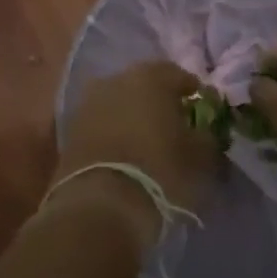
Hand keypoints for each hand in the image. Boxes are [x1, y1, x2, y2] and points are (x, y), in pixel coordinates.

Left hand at [52, 61, 218, 245]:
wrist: (101, 204)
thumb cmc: (160, 171)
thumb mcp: (199, 157)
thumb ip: (206, 137)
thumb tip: (204, 132)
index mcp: (148, 78)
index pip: (175, 73)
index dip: (190, 88)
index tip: (198, 104)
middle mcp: (113, 81)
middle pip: (142, 84)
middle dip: (157, 99)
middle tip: (172, 121)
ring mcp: (87, 103)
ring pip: (118, 102)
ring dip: (132, 114)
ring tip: (147, 138)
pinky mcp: (70, 129)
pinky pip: (100, 122)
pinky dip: (113, 130)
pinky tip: (124, 150)